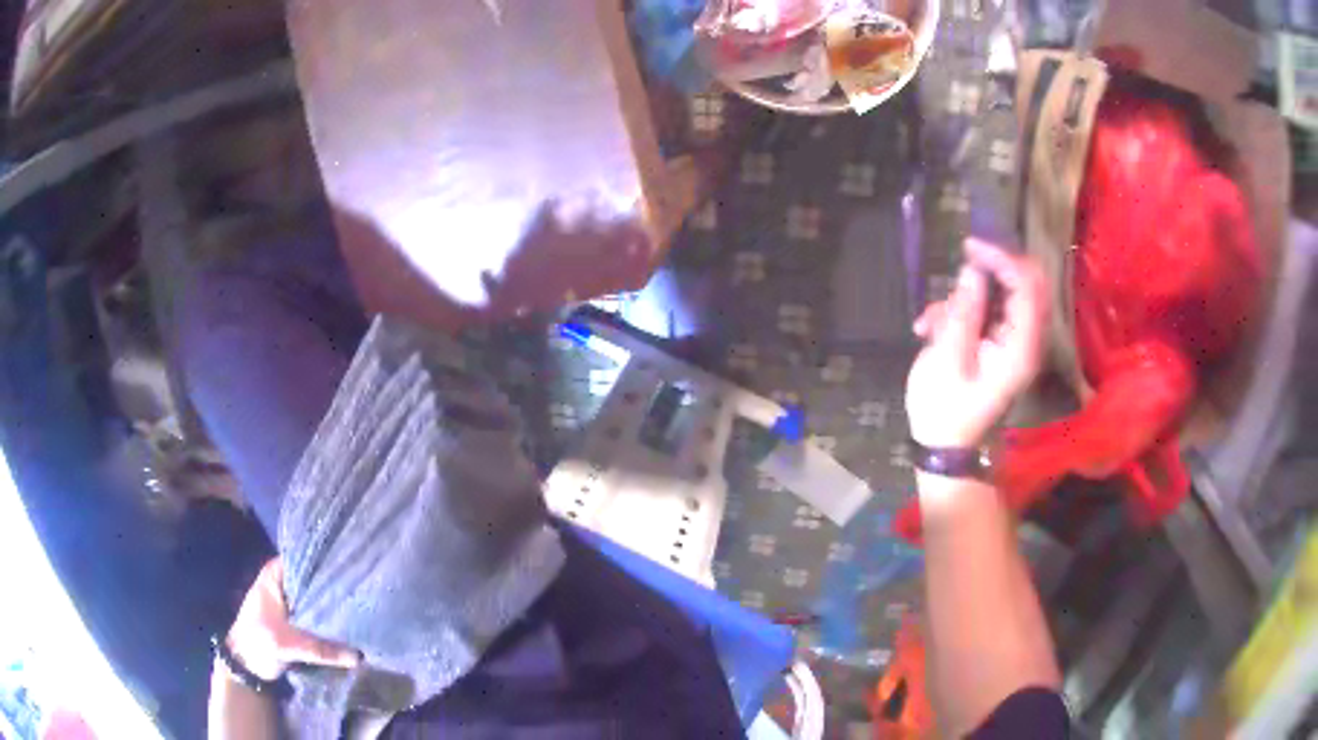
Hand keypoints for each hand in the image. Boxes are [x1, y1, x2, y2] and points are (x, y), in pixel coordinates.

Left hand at [224, 558, 360, 682]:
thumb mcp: (288, 645)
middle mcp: (283, 582)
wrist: (245, 666)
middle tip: (362, 590)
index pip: (304, 559)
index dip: (327, 563)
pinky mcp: (296, 619)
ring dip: (333, 605)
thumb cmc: (258, 643)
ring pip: (316, 597)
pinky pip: (317, 613)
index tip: (353, 568)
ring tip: (361, 605)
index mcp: (275, 574)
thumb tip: (358, 657)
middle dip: (334, 586)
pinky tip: (349, 623)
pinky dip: (329, 619)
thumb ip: (321, 650)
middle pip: (313, 578)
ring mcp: (289, 601)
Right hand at [905, 239, 1047, 447]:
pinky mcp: (1001, 346)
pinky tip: (934, 328)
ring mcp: (1015, 342)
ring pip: (1003, 295)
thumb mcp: (946, 358)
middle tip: (959, 262)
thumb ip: (963, 311)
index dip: (1002, 257)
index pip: (1027, 285)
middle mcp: (1026, 340)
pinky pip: (991, 311)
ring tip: (931, 319)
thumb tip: (973, 271)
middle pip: (1024, 283)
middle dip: (991, 268)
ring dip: (968, 295)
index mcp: (1020, 345)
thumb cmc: (945, 411)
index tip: (969, 248)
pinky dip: (964, 310)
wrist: (948, 451)